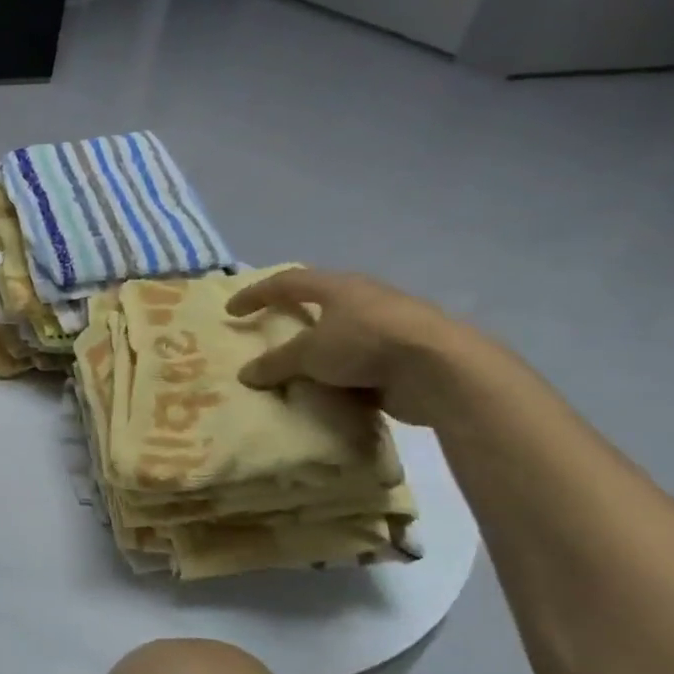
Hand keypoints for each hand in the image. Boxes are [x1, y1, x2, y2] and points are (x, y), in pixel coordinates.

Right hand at [225, 268, 481, 425]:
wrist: (443, 370)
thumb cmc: (366, 344)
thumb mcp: (309, 354)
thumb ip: (276, 363)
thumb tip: (245, 374)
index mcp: (338, 287)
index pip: (286, 282)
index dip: (255, 294)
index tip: (231, 312)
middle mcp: (364, 300)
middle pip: (320, 302)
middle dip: (294, 316)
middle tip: (271, 330)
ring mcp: (389, 327)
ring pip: (343, 334)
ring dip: (321, 350)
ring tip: (299, 368)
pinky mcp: (406, 356)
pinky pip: (362, 362)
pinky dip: (343, 374)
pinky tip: (331, 391)